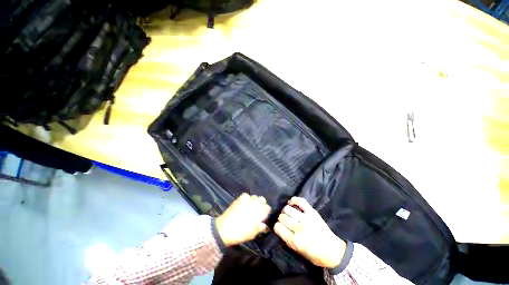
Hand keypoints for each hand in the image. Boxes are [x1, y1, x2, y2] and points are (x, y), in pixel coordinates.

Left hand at [216, 193, 270, 246]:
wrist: (225, 229)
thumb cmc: (240, 233)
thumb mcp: (252, 234)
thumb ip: (260, 228)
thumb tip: (265, 226)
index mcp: (260, 213)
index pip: (268, 208)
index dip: (266, 211)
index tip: (264, 214)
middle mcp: (255, 204)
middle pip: (262, 199)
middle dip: (261, 203)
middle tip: (258, 210)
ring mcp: (247, 200)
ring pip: (255, 196)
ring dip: (254, 200)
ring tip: (251, 206)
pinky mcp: (240, 198)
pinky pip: (246, 195)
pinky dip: (247, 198)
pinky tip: (244, 203)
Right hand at [274, 197, 345, 268]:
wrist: (334, 251)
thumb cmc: (315, 255)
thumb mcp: (298, 252)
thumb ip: (287, 239)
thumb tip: (279, 227)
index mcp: (295, 241)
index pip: (278, 227)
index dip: (277, 227)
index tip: (279, 227)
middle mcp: (299, 228)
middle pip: (282, 217)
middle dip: (281, 219)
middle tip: (285, 221)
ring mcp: (306, 218)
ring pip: (287, 208)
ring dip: (286, 211)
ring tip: (289, 213)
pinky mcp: (312, 212)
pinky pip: (300, 201)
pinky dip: (293, 200)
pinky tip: (291, 203)